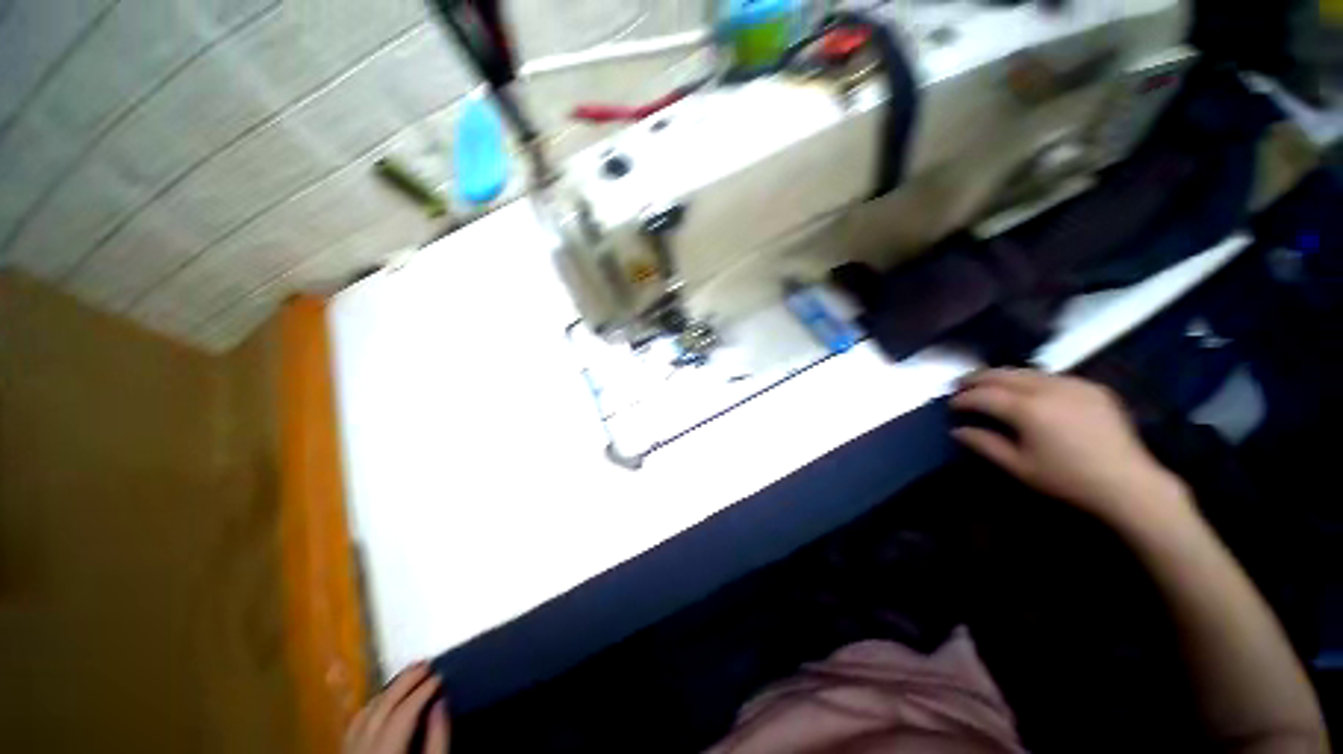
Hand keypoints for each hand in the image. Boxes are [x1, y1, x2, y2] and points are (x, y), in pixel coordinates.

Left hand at [345, 662, 448, 753]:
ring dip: (387, 691)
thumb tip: (441, 701)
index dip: (422, 692)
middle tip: (426, 664)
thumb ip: (437, 741)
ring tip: (409, 674)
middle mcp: (361, 752)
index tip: (441, 675)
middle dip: (404, 683)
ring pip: (364, 714)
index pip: (402, 715)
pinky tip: (383, 698)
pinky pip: (354, 726)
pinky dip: (371, 706)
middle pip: (380, 710)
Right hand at [951, 369, 1189, 525]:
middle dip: (978, 378)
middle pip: (1003, 374)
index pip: (984, 395)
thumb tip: (957, 430)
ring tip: (989, 384)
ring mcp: (1073, 384)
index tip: (950, 404)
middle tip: (961, 385)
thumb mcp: (1019, 466)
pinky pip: (1052, 376)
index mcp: (1028, 409)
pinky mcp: (1092, 387)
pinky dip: (1031, 379)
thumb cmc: (1068, 479)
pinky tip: (1027, 391)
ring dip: (1003, 376)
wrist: (1128, 483)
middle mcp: (1048, 388)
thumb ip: (984, 444)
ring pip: (1027, 371)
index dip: (963, 398)